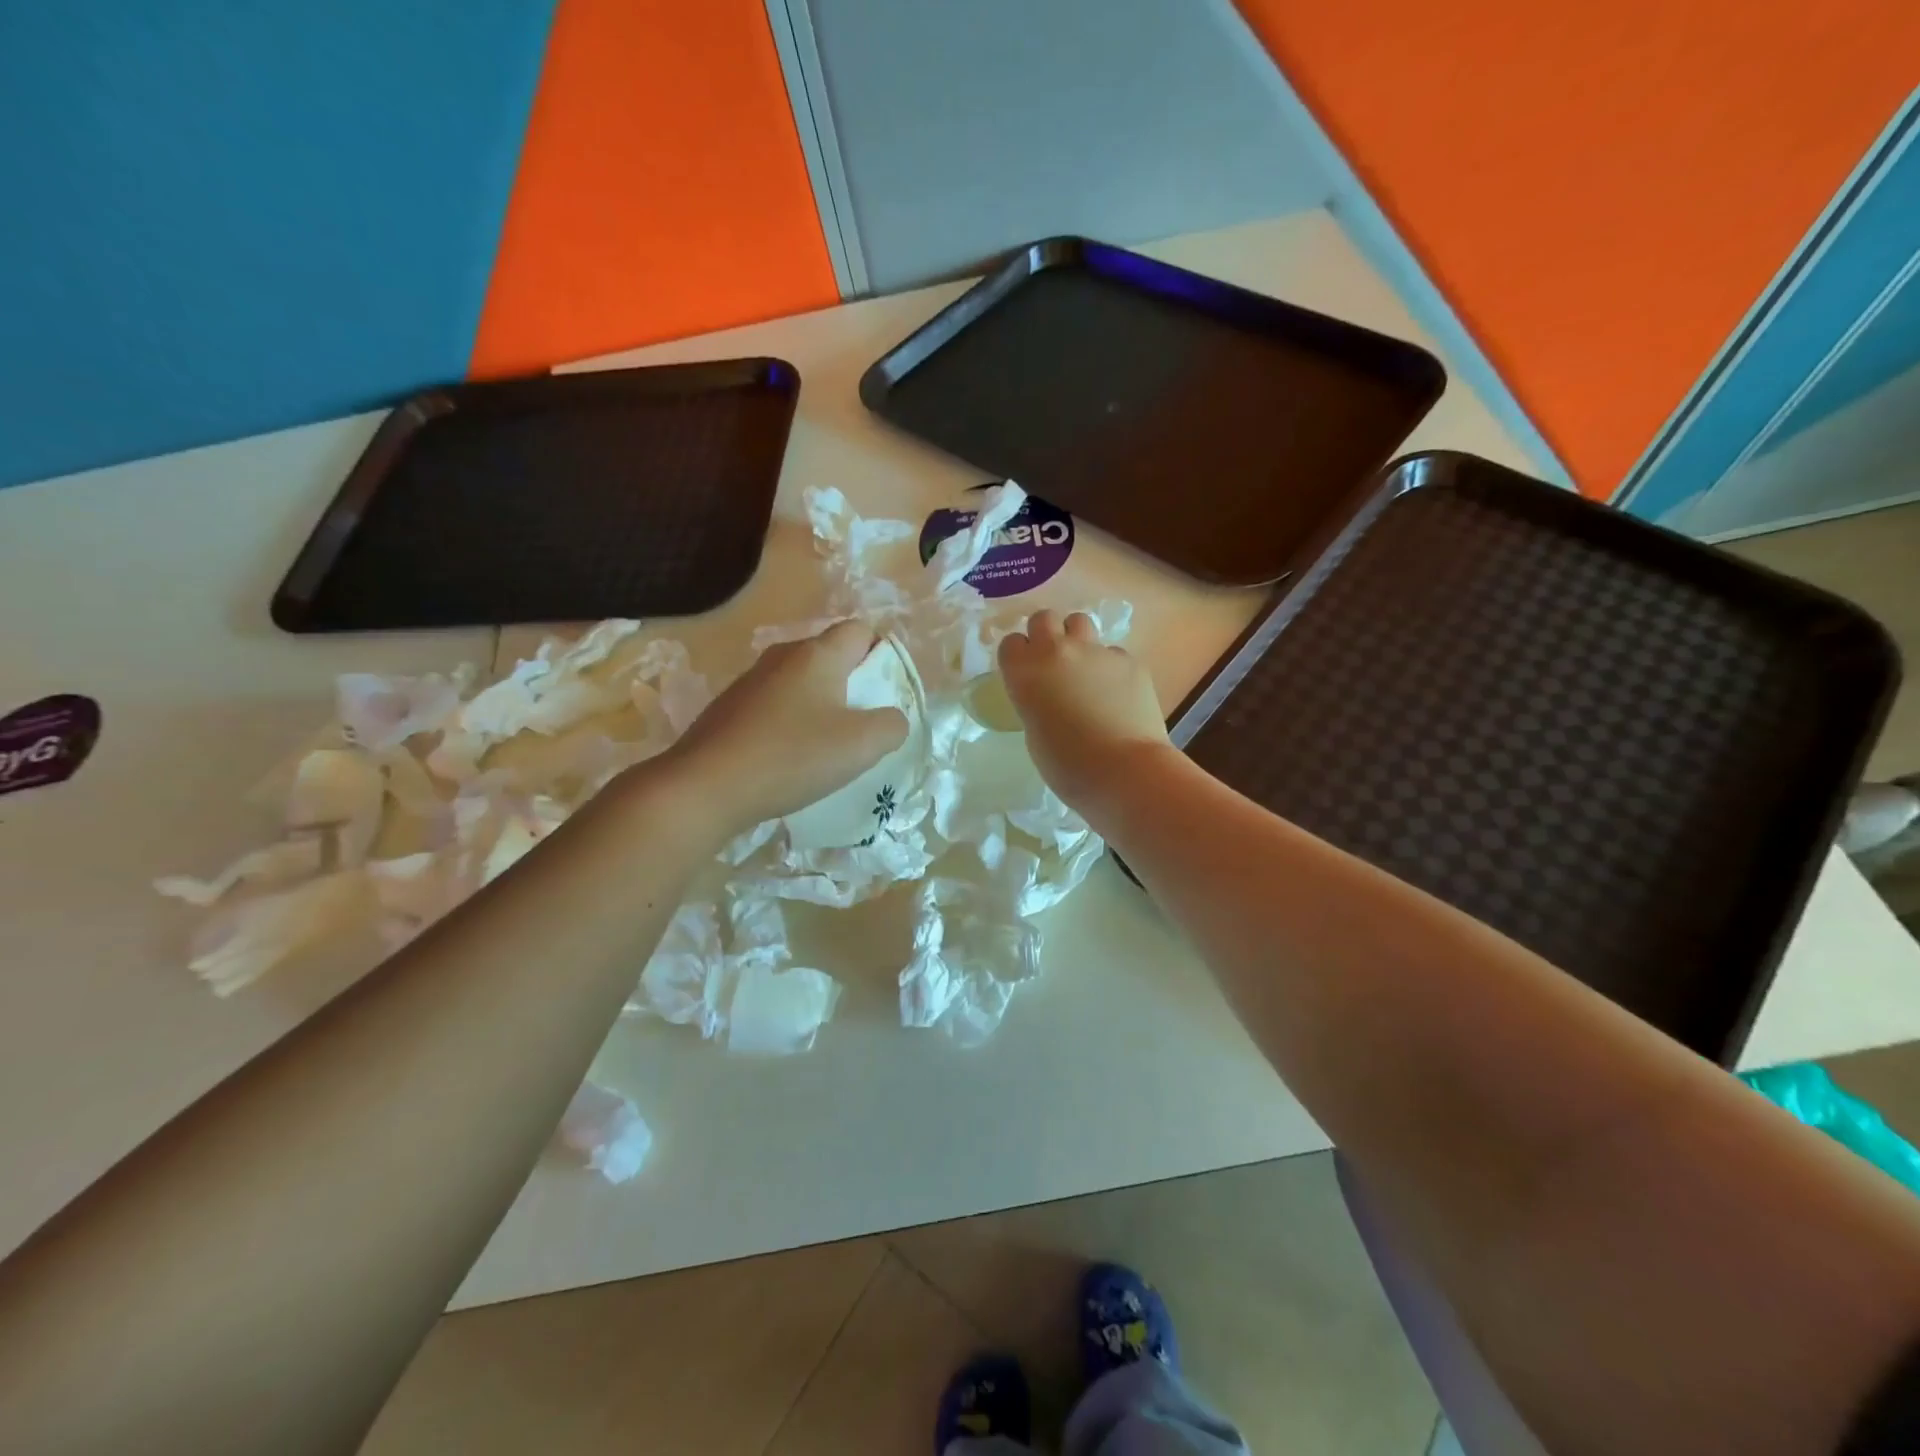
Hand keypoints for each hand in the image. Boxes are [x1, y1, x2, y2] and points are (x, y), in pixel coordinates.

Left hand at [664, 620, 908, 835]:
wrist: (705, 786)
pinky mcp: (729, 709)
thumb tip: (891, 719)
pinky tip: (789, 760)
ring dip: (820, 707)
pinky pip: (775, 706)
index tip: (885, 693)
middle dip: (853, 684)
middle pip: (830, 656)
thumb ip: (892, 725)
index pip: (860, 630)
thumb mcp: (862, 745)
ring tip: (827, 748)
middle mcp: (783, 657)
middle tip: (863, 725)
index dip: (881, 654)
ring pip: (801, 683)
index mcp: (818, 654)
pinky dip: (790, 724)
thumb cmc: (792, 756)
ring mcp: (751, 682)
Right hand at [997, 610, 1171, 809]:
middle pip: (1044, 619)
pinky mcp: (1129, 660)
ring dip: (1077, 639)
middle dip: (1046, 634)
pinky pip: (1113, 653)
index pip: (1011, 643)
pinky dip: (1111, 668)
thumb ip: (1036, 701)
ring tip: (1085, 668)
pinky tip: (1118, 695)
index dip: (1018, 656)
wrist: (1124, 770)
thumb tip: (1050, 695)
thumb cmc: (1067, 765)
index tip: (1025, 673)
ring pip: (1080, 623)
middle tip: (1053, 661)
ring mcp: (1096, 652)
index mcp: (1025, 673)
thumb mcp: (1034, 732)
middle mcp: (1057, 652)